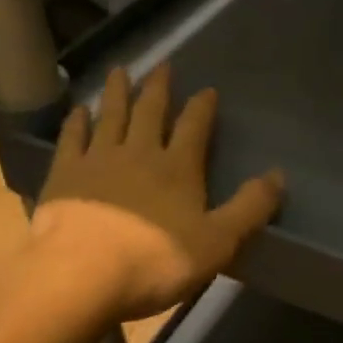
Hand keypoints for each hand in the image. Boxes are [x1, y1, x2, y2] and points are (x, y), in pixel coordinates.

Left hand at [31, 64, 283, 320]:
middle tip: (162, 65)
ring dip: (117, 93)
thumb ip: (250, 207)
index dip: (203, 107)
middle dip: (158, 88)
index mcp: (178, 168)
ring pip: (110, 117)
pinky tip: (78, 112)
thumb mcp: (218, 241)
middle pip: (150, 112)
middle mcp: (139, 153)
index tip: (208, 89)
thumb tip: (279, 175)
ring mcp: (97, 161)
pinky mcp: (64, 177)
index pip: (194, 126)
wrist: (79, 276)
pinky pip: (72, 140)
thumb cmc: (156, 261)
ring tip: (119, 71)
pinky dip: (76, 123)